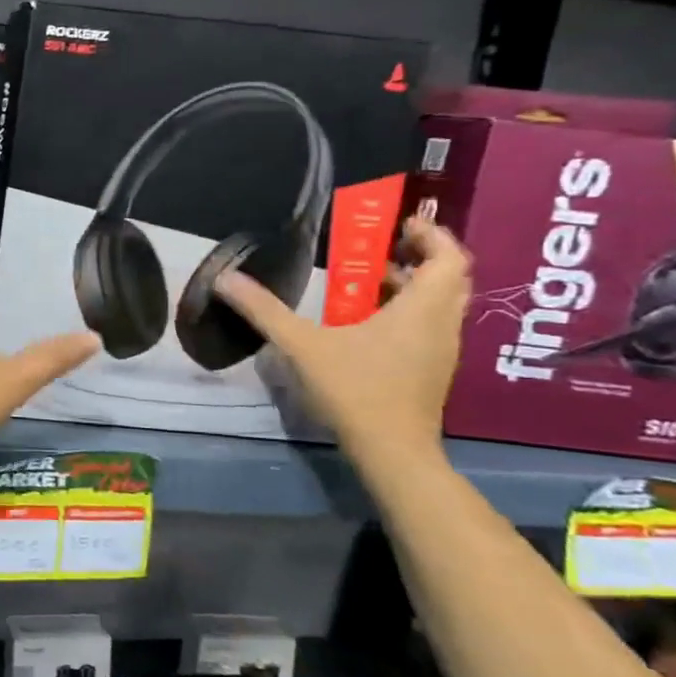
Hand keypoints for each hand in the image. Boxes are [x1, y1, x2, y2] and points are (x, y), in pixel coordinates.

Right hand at [214, 216, 468, 459]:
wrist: (392, 452)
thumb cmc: (355, 390)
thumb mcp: (302, 345)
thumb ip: (264, 310)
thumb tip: (224, 278)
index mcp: (421, 309)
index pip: (449, 257)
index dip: (431, 234)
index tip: (400, 224)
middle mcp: (442, 324)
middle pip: (450, 277)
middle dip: (422, 256)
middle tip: (385, 246)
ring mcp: (442, 351)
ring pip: (442, 304)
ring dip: (415, 285)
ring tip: (371, 280)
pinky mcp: (432, 371)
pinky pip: (430, 326)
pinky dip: (409, 311)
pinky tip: (369, 323)